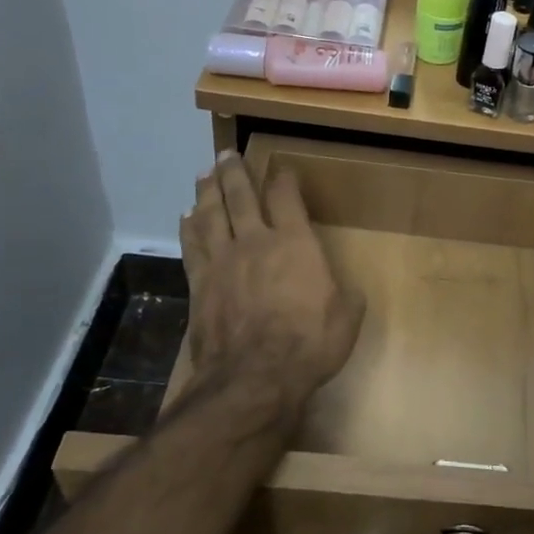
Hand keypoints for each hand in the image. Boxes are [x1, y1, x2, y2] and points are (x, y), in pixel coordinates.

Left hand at [179, 153, 365, 434]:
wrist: (254, 378)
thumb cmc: (309, 344)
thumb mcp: (346, 318)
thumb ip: (345, 295)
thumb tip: (346, 289)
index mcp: (294, 243)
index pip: (286, 197)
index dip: (284, 179)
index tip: (282, 168)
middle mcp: (255, 242)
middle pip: (239, 196)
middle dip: (234, 172)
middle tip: (227, 154)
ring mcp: (222, 261)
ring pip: (210, 215)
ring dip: (207, 192)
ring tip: (204, 174)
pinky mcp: (199, 284)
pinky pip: (191, 246)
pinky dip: (188, 228)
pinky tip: (186, 217)